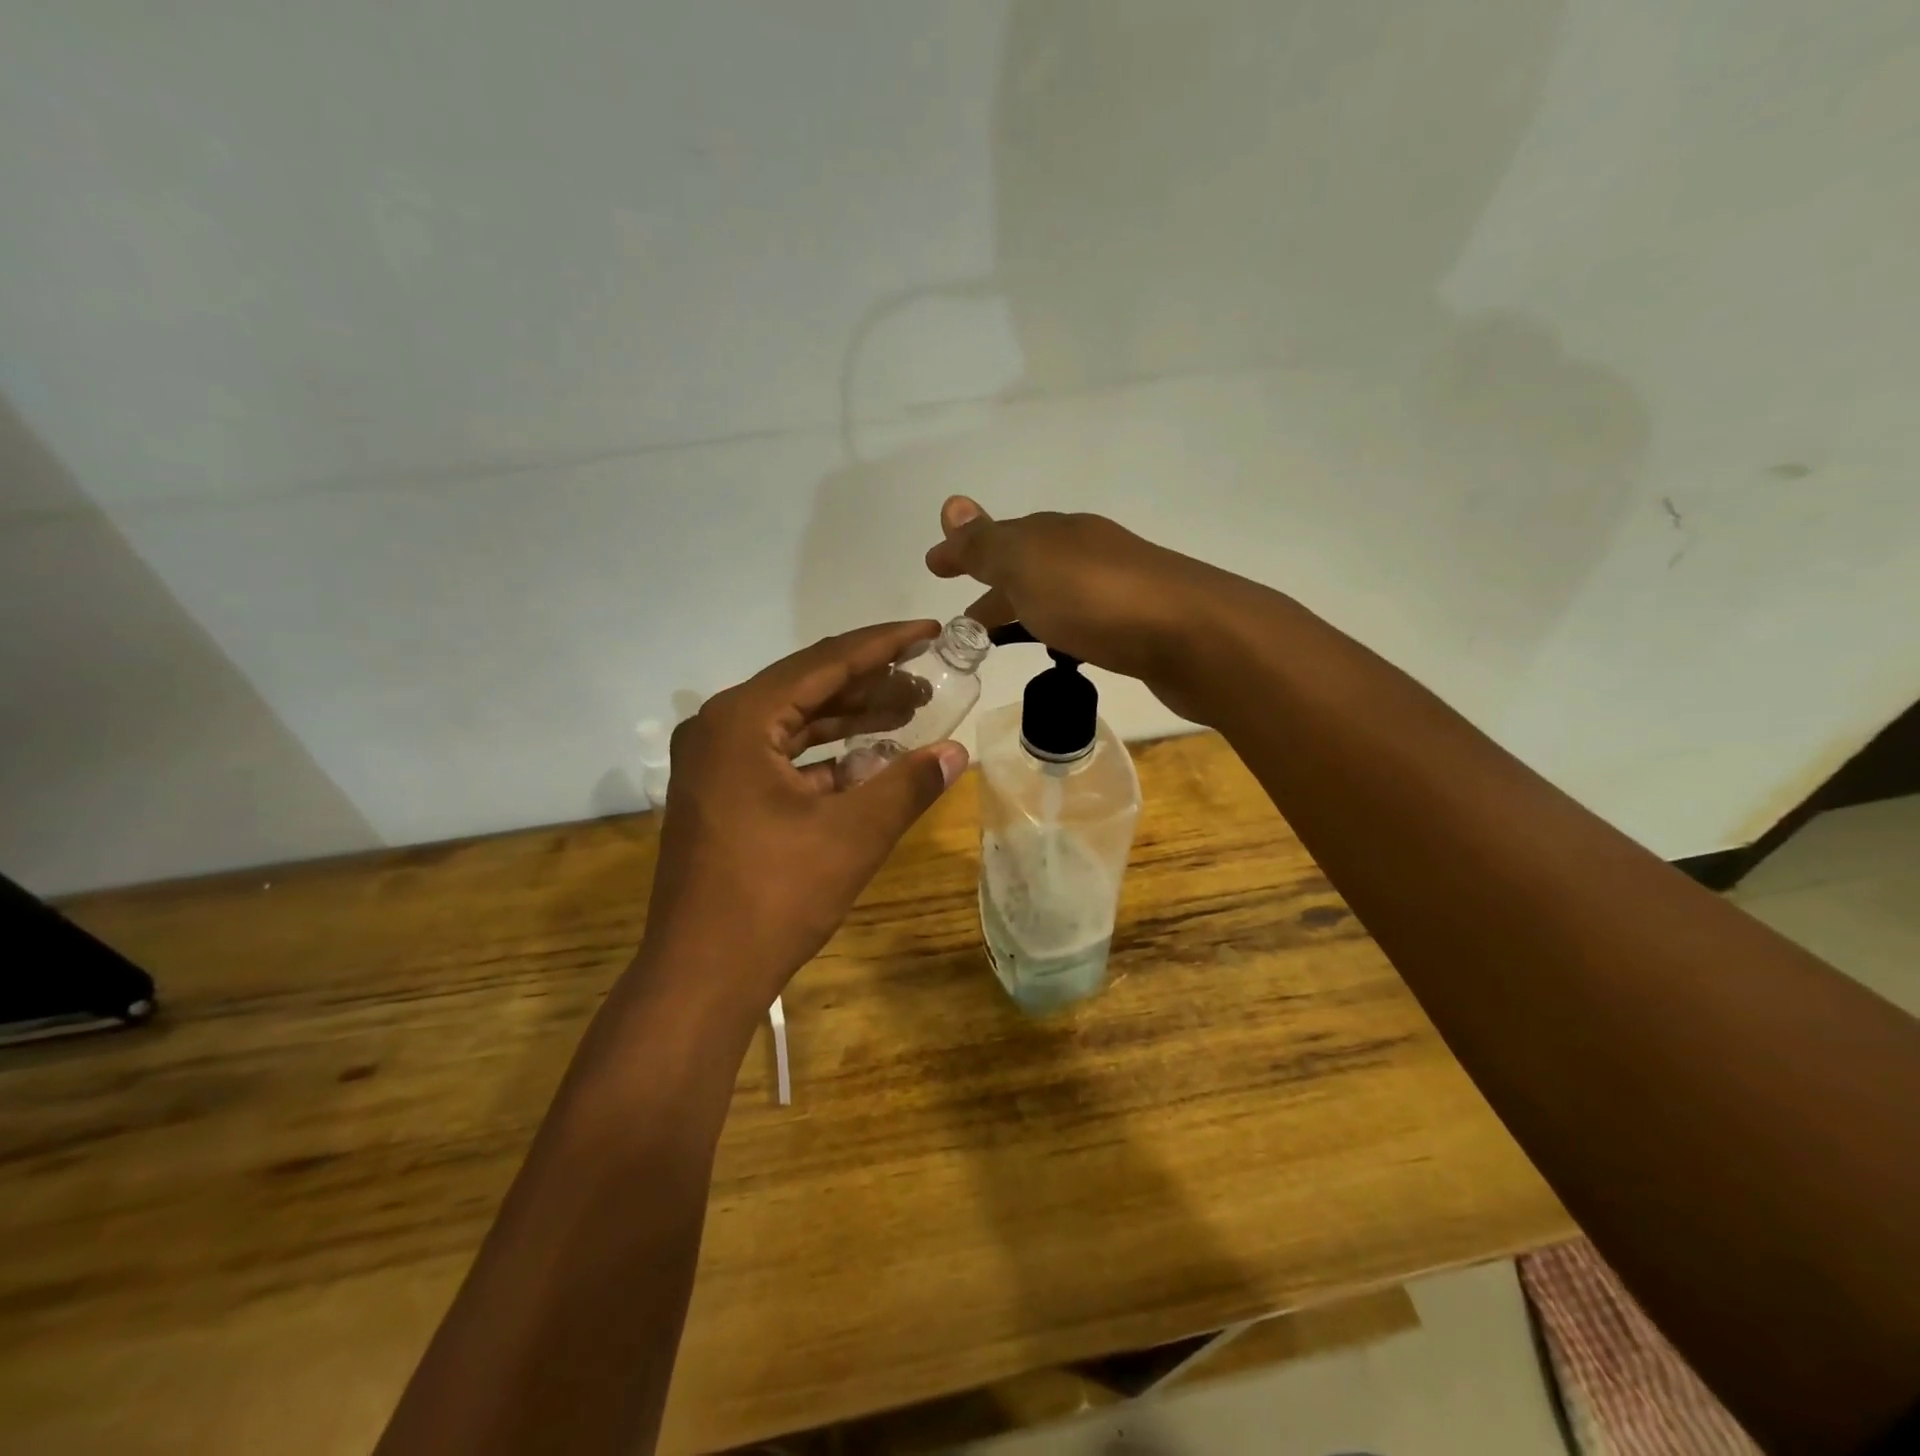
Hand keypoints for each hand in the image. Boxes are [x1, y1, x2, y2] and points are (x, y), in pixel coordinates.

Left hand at [637, 622, 968, 1026]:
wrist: (700, 975)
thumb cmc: (774, 895)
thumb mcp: (853, 834)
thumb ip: (908, 784)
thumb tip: (956, 752)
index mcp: (741, 719)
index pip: (825, 662)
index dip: (884, 644)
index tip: (930, 631)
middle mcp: (719, 728)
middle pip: (808, 688)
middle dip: (871, 685)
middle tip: (928, 683)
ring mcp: (714, 765)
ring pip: (794, 724)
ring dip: (850, 720)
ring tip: (909, 715)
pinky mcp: (720, 796)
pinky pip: (780, 758)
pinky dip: (825, 758)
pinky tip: (869, 762)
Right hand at [924, 497, 1230, 722]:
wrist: (1194, 637)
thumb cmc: (1098, 599)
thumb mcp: (1028, 564)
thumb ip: (987, 543)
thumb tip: (951, 503)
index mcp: (1056, 533)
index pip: (997, 537)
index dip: (963, 552)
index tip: (933, 568)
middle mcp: (1085, 552)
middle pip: (1025, 566)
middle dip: (990, 588)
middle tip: (962, 625)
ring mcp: (1115, 587)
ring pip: (1053, 594)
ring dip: (1022, 610)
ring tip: (997, 642)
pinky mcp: (1137, 625)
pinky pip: (1079, 621)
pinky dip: (1055, 629)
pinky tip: (1058, 651)